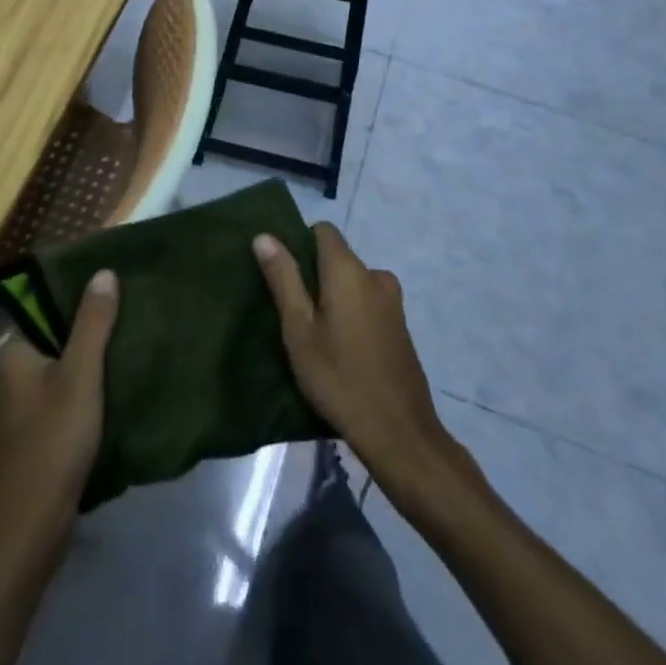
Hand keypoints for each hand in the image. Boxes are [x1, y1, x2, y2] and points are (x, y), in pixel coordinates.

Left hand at [0, 268, 119, 571]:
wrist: (30, 534)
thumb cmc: (52, 444)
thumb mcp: (79, 377)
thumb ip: (92, 324)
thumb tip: (103, 271)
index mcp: (14, 350)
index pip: (45, 300)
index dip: (78, 286)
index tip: (113, 273)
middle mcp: (15, 369)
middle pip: (57, 329)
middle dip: (92, 318)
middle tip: (132, 298)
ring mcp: (26, 400)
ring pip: (65, 359)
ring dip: (95, 349)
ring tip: (134, 328)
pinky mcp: (41, 426)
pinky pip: (69, 386)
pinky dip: (92, 378)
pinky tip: (122, 372)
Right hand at [254, 225, 455, 489]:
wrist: (400, 434)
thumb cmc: (340, 379)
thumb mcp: (299, 331)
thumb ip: (283, 279)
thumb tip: (265, 236)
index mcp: (349, 270)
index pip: (323, 230)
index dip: (300, 244)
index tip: (284, 276)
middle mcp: (375, 275)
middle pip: (337, 257)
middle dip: (314, 276)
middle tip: (293, 314)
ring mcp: (392, 301)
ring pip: (352, 283)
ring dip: (333, 298)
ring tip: (315, 336)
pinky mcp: (400, 325)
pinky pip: (367, 303)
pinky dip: (351, 314)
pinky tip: (341, 350)